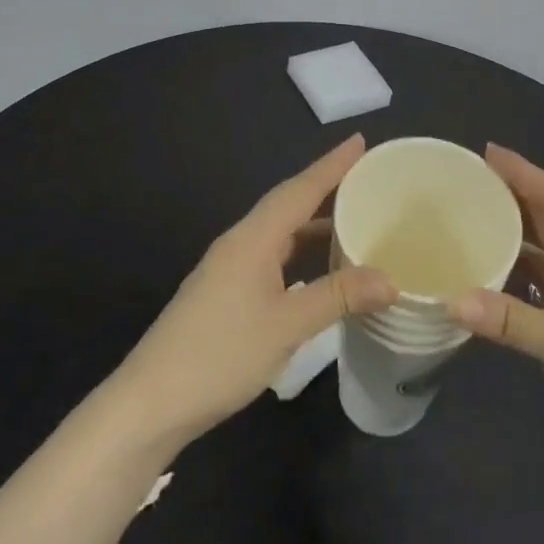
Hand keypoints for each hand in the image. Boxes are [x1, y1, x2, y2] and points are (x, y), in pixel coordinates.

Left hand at [114, 135, 396, 451]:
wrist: (152, 403)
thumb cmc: (220, 354)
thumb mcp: (287, 325)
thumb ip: (338, 297)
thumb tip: (392, 280)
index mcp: (252, 239)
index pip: (299, 189)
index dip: (332, 165)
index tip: (361, 141)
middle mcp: (240, 244)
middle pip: (289, 204)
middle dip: (327, 188)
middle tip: (367, 178)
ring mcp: (230, 269)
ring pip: (281, 233)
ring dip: (315, 223)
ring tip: (353, 218)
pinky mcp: (226, 294)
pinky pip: (274, 257)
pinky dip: (302, 252)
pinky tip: (320, 268)